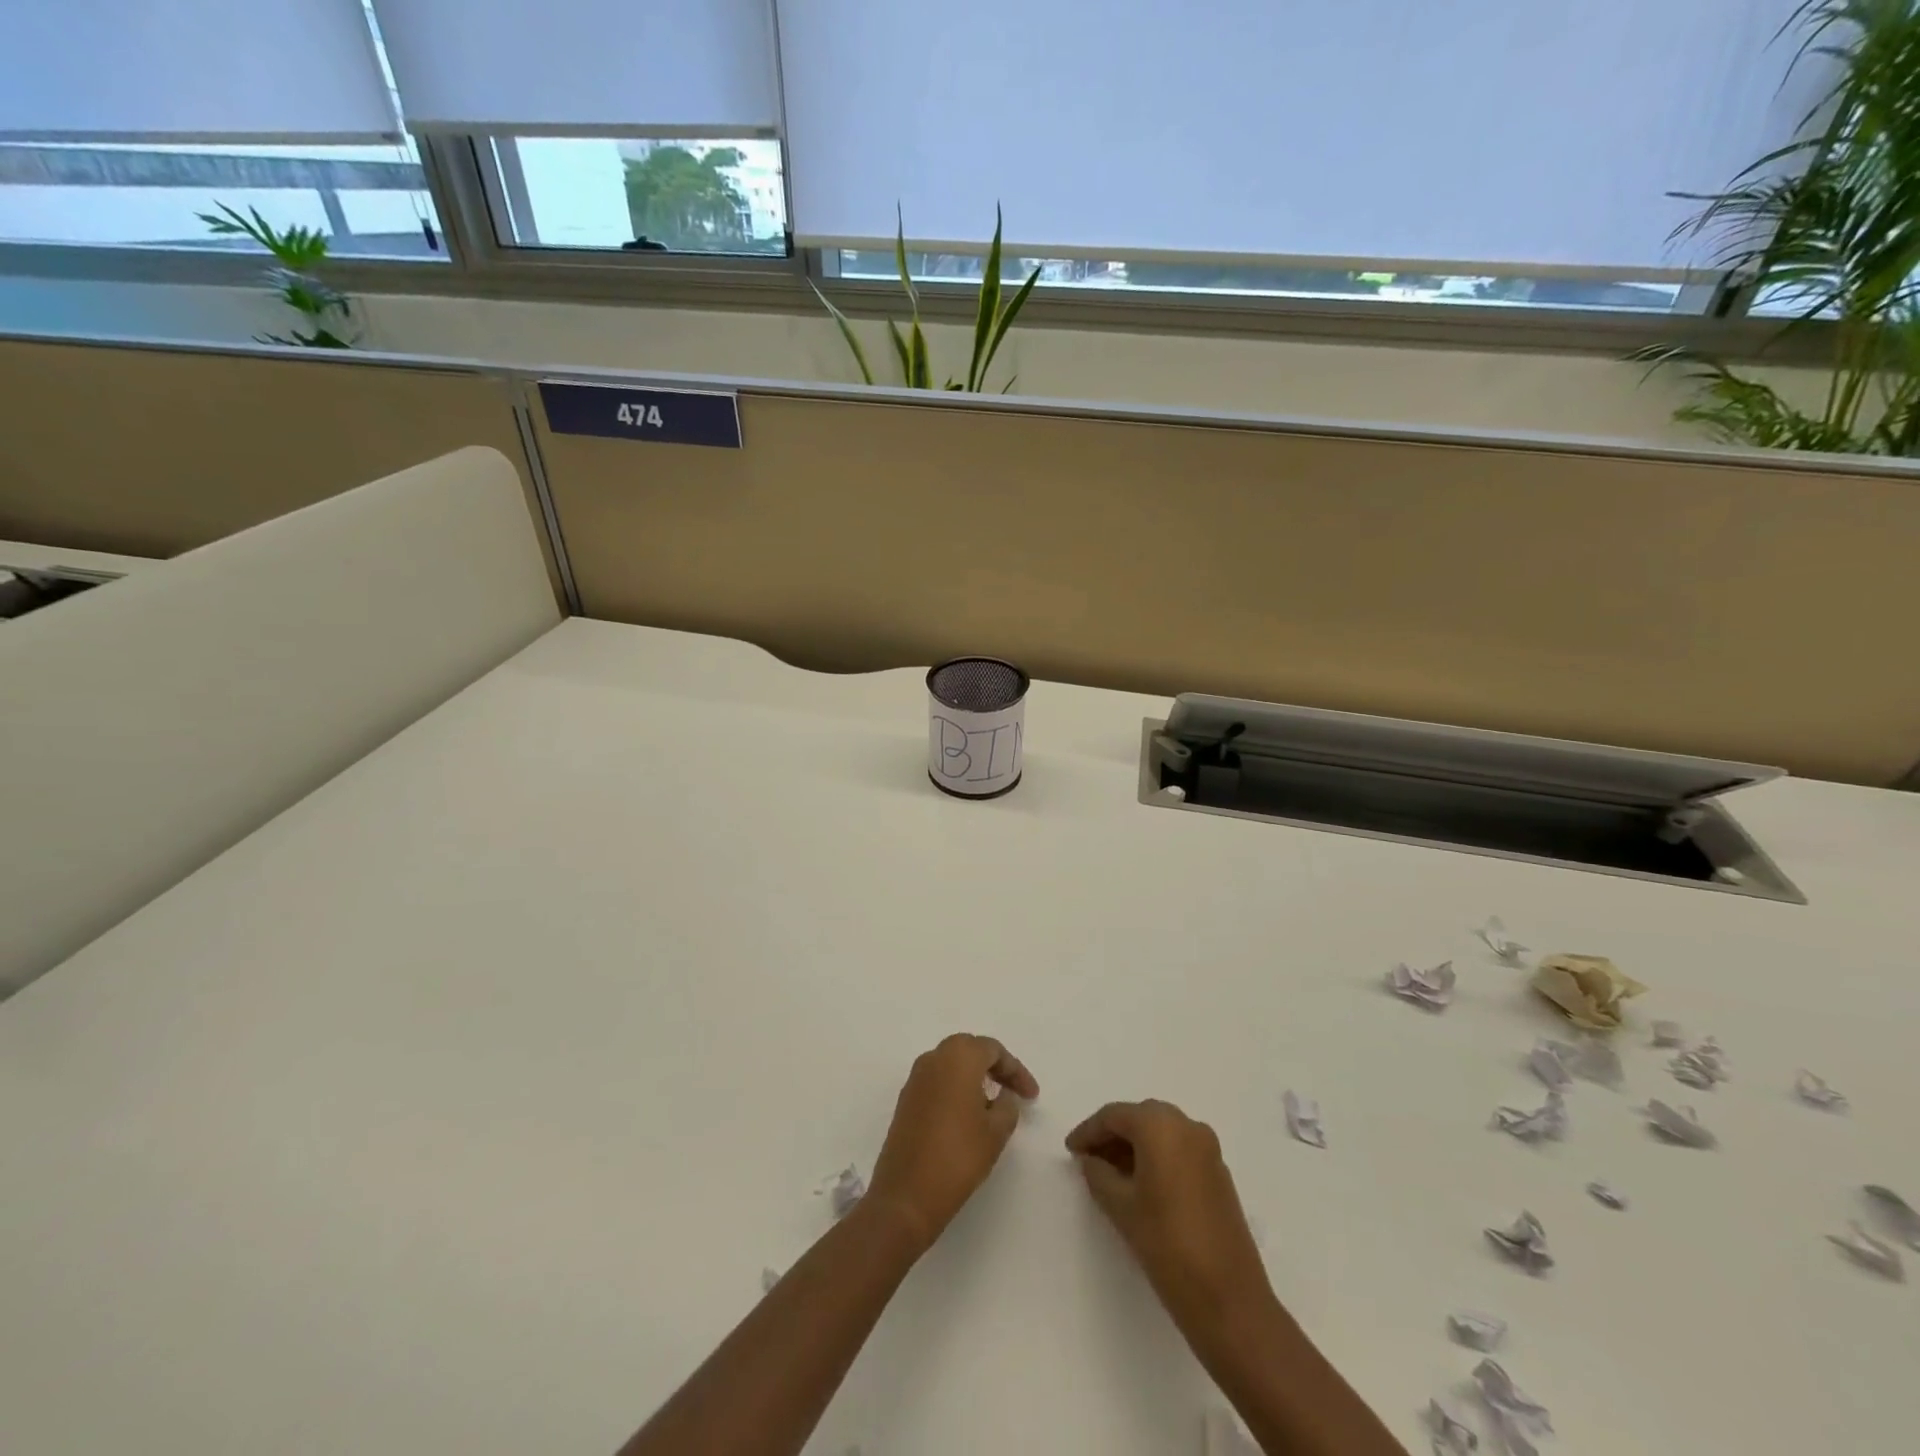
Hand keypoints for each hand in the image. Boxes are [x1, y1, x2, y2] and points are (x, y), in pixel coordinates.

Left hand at [866, 1034, 1038, 1251]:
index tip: (1033, 1096)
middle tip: (1014, 1092)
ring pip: (952, 1064)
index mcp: (958, 1057)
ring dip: (974, 1077)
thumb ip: (1007, 1106)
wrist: (906, 1195)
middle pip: (970, 1050)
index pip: (993, 1050)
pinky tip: (968, 1115)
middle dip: (995, 1068)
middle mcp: (934, 1058)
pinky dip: (956, 1089)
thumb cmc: (958, 1157)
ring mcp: (916, 1078)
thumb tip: (1003, 1096)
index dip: (1016, 1071)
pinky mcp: (906, 1099)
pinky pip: (938, 1081)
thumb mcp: (996, 1132)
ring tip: (994, 1105)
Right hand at [1065, 1099, 1270, 1337]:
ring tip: (1110, 1173)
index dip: (1088, 1131)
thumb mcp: (1121, 1206)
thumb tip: (1091, 1160)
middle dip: (1112, 1135)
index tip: (1070, 1150)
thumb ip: (1098, 1174)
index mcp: (1160, 1125)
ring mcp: (1208, 1149)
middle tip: (1088, 1159)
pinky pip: (1179, 1150)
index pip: (1114, 1115)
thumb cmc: (1167, 1244)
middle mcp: (1187, 1126)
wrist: (1228, 1299)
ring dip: (1135, 1146)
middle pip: (1140, 1118)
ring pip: (1161, 1133)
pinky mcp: (1219, 1173)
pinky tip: (1141, 1184)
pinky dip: (1157, 1157)